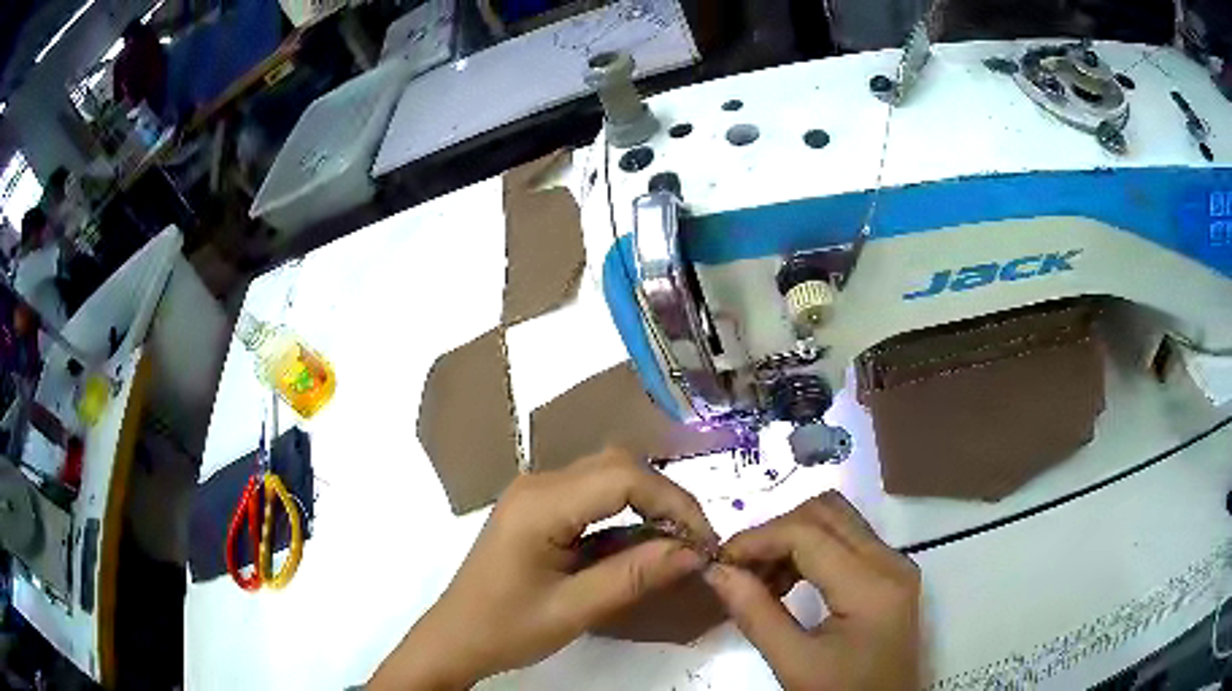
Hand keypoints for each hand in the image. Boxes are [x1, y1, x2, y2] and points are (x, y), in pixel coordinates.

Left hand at [369, 448, 715, 689]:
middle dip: (664, 498)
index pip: (624, 478)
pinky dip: (624, 512)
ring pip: (607, 474)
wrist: (455, 638)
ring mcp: (535, 493)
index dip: (673, 502)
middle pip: (617, 465)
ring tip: (673, 544)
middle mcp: (537, 484)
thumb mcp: (574, 610)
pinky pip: (591, 494)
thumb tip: (694, 552)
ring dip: (647, 502)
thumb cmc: (506, 629)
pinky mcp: (537, 508)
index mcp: (540, 504)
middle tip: (692, 542)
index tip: (703, 542)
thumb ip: (634, 576)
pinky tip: (638, 544)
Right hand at [705, 492, 921, 690]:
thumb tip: (716, 570)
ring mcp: (894, 564)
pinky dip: (810, 548)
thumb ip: (755, 614)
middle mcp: (890, 560)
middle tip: (739, 568)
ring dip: (792, 536)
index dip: (758, 539)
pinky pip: (846, 539)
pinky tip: (787, 582)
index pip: (808, 533)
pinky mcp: (890, 573)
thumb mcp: (794, 664)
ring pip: (836, 519)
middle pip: (826, 511)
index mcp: (871, 586)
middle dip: (775, 531)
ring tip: (760, 579)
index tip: (719, 561)